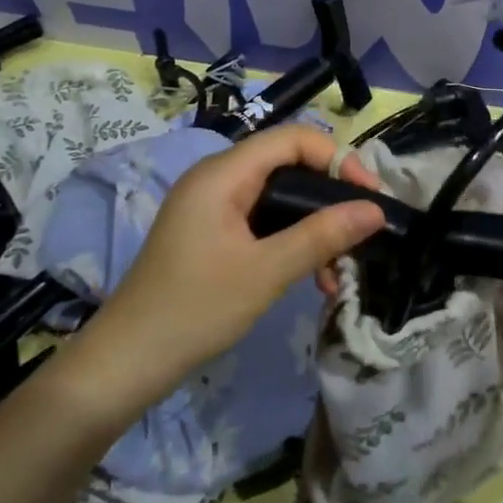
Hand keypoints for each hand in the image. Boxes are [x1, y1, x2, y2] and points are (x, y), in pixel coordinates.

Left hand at [61, 125, 384, 417]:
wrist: (126, 363)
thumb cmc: (195, 309)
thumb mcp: (267, 272)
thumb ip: (322, 235)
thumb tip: (376, 210)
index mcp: (223, 173)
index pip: (294, 139)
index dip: (338, 159)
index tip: (369, 196)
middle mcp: (217, 178)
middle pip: (289, 164)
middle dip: (330, 196)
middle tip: (361, 230)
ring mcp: (212, 206)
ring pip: (280, 196)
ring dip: (314, 226)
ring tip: (338, 270)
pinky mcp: (211, 231)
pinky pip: (263, 220)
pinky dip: (291, 240)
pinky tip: (311, 277)